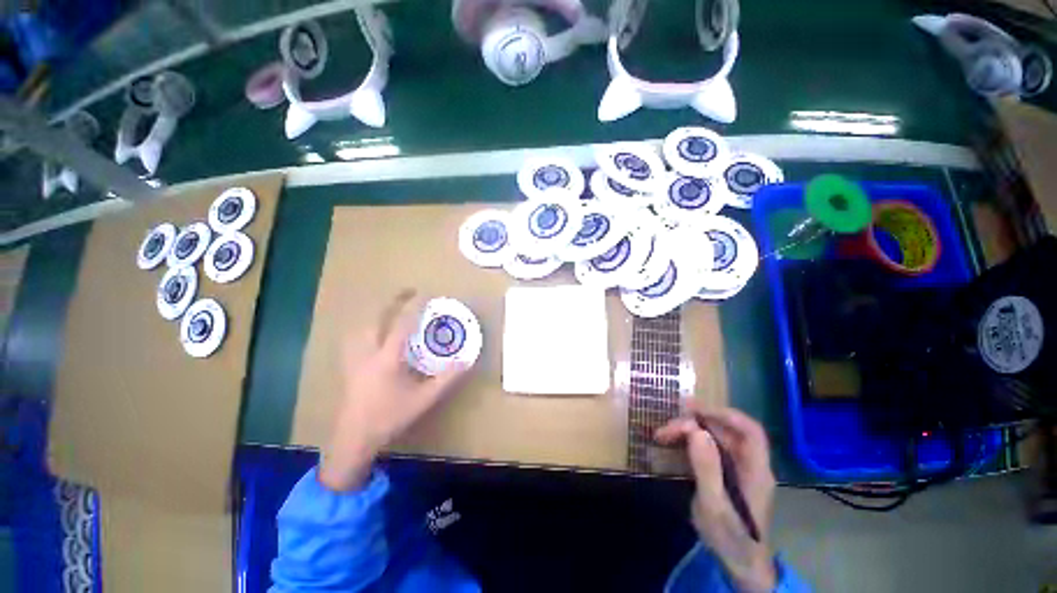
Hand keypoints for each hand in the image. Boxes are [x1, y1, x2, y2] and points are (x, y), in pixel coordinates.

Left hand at [319, 290, 469, 491]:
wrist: (353, 439)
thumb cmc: (390, 417)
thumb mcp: (424, 399)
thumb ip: (446, 379)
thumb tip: (466, 361)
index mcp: (388, 358)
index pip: (402, 324)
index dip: (414, 307)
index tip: (425, 294)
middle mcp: (368, 352)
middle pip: (377, 317)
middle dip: (393, 300)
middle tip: (408, 292)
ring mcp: (355, 358)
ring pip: (362, 325)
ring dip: (378, 312)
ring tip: (392, 308)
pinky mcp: (349, 366)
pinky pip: (355, 337)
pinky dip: (366, 326)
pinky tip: (372, 331)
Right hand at [655, 405, 776, 592]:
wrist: (739, 564)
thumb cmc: (729, 537)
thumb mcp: (714, 505)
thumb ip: (707, 468)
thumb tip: (696, 431)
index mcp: (755, 470)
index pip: (749, 430)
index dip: (724, 414)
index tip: (694, 409)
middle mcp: (748, 464)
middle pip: (724, 431)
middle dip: (694, 424)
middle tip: (665, 429)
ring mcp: (736, 468)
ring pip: (713, 438)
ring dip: (688, 432)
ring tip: (663, 434)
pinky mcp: (724, 472)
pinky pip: (707, 448)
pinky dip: (689, 442)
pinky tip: (673, 443)